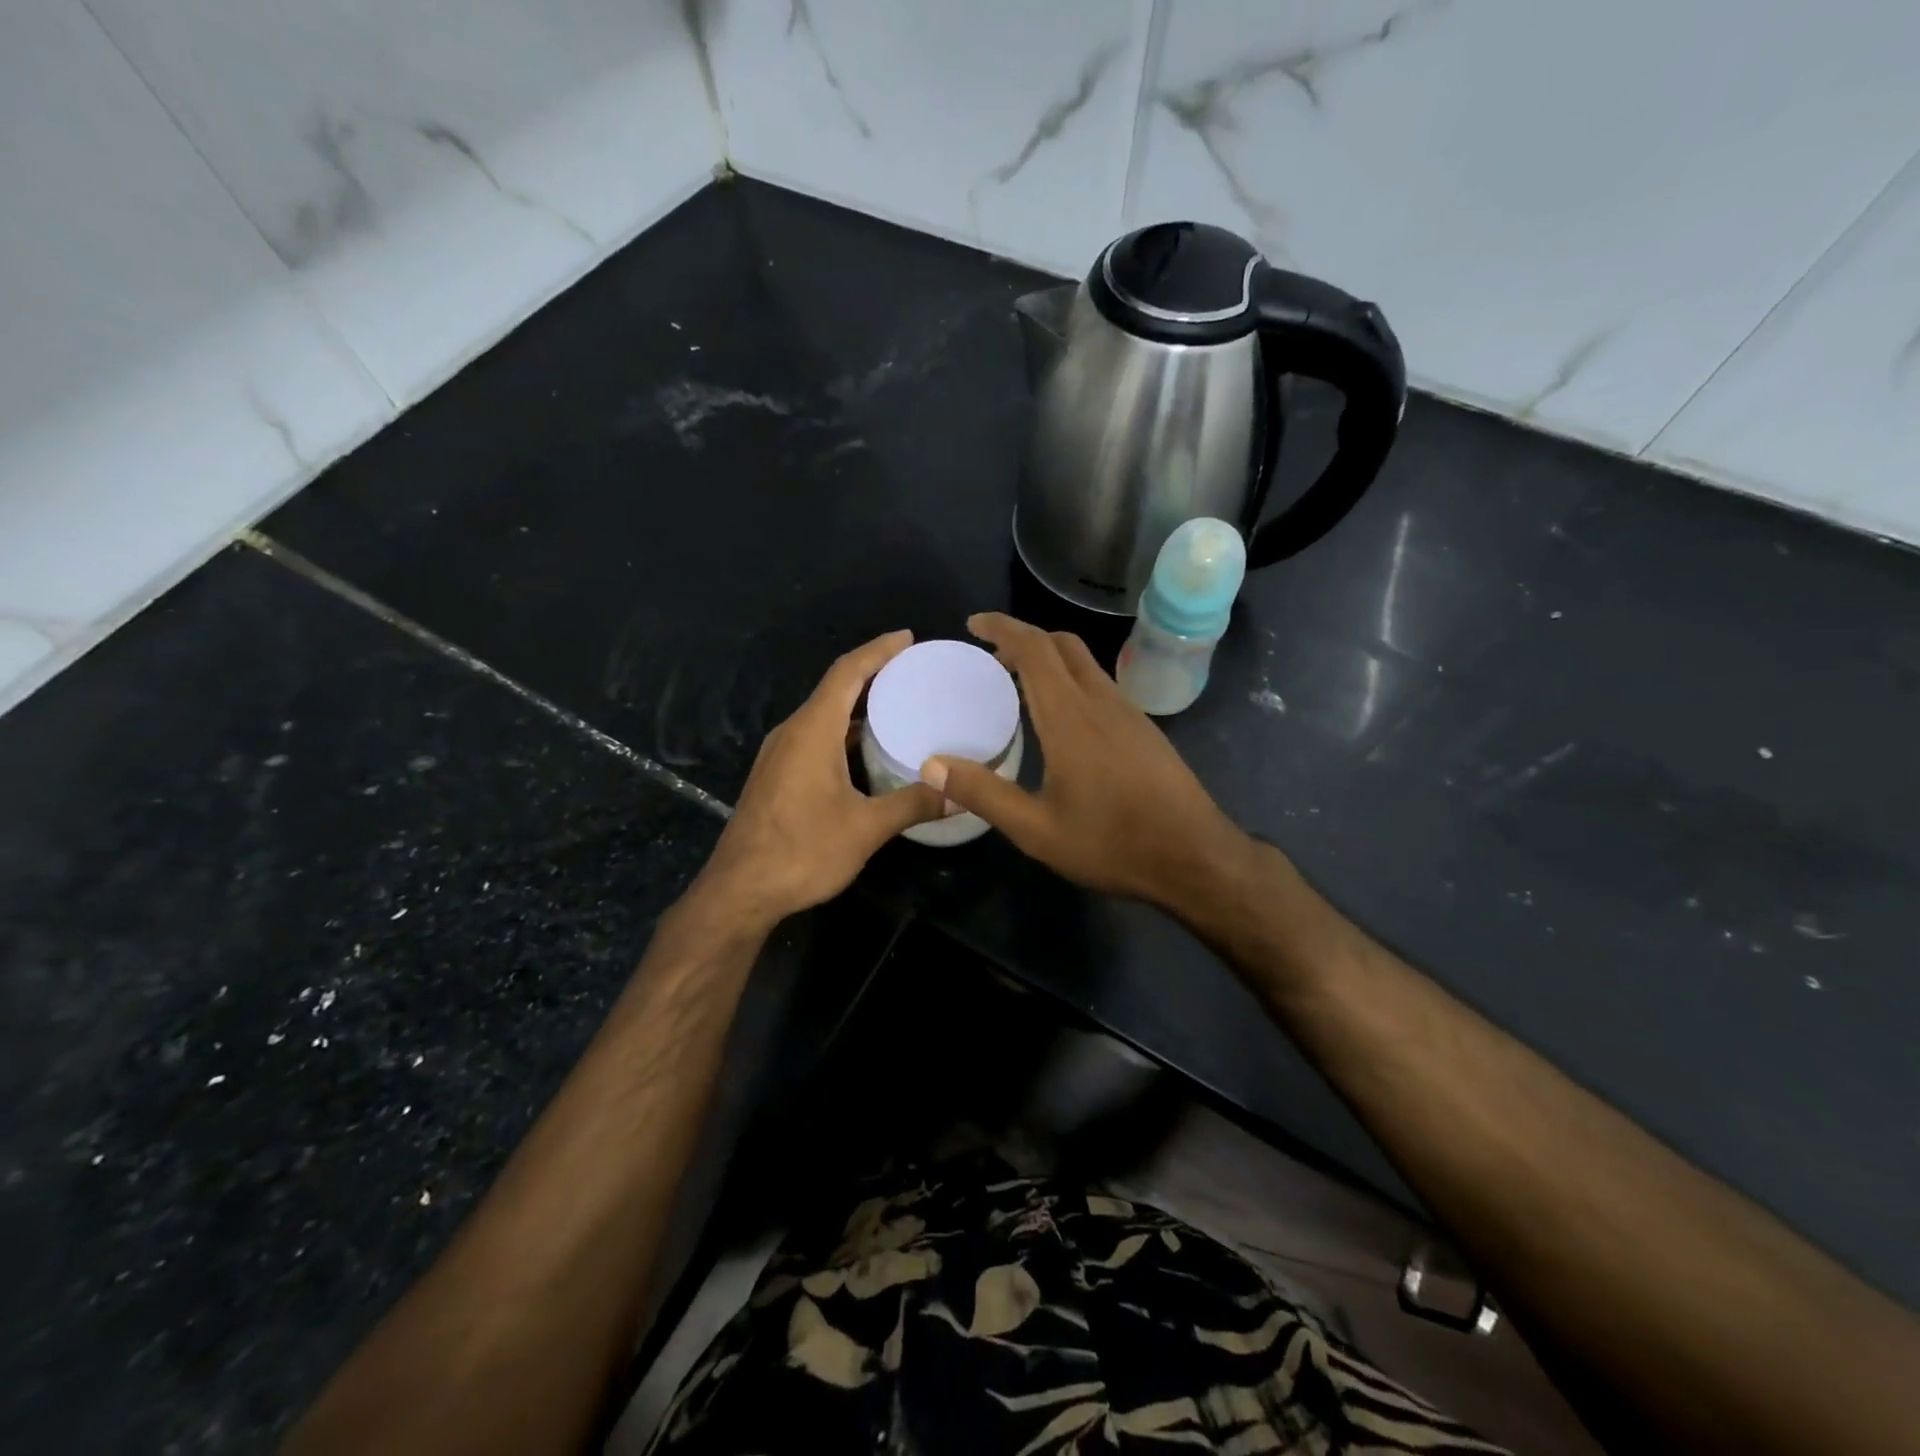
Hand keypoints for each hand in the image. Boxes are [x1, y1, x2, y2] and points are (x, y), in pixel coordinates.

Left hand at [695, 631, 943, 928]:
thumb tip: (959, 795)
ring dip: (856, 705)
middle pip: (834, 688)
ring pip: (822, 715)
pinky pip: (814, 737)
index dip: (878, 651)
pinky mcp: (776, 776)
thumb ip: (913, 805)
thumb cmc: (802, 851)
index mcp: (812, 730)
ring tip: (896, 705)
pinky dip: (842, 731)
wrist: (739, 890)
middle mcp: (792, 733)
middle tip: (911, 671)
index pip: (847, 672)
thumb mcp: (865, 828)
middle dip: (871, 673)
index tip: (907, 638)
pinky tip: (864, 750)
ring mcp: (779, 755)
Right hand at [923, 613, 1249, 906]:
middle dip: (1025, 637)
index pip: (1034, 649)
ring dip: (1050, 658)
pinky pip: (1101, 686)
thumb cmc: (1111, 843)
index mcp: (1070, 717)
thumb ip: (983, 793)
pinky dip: (1071, 681)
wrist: (1194, 857)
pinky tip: (1061, 719)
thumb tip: (933, 764)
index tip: (974, 623)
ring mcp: (1129, 713)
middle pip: (1063, 644)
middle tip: (992, 654)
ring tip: (1019, 684)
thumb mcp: (1036, 829)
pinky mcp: (1145, 729)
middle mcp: (1101, 702)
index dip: (1002, 627)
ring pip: (1086, 664)